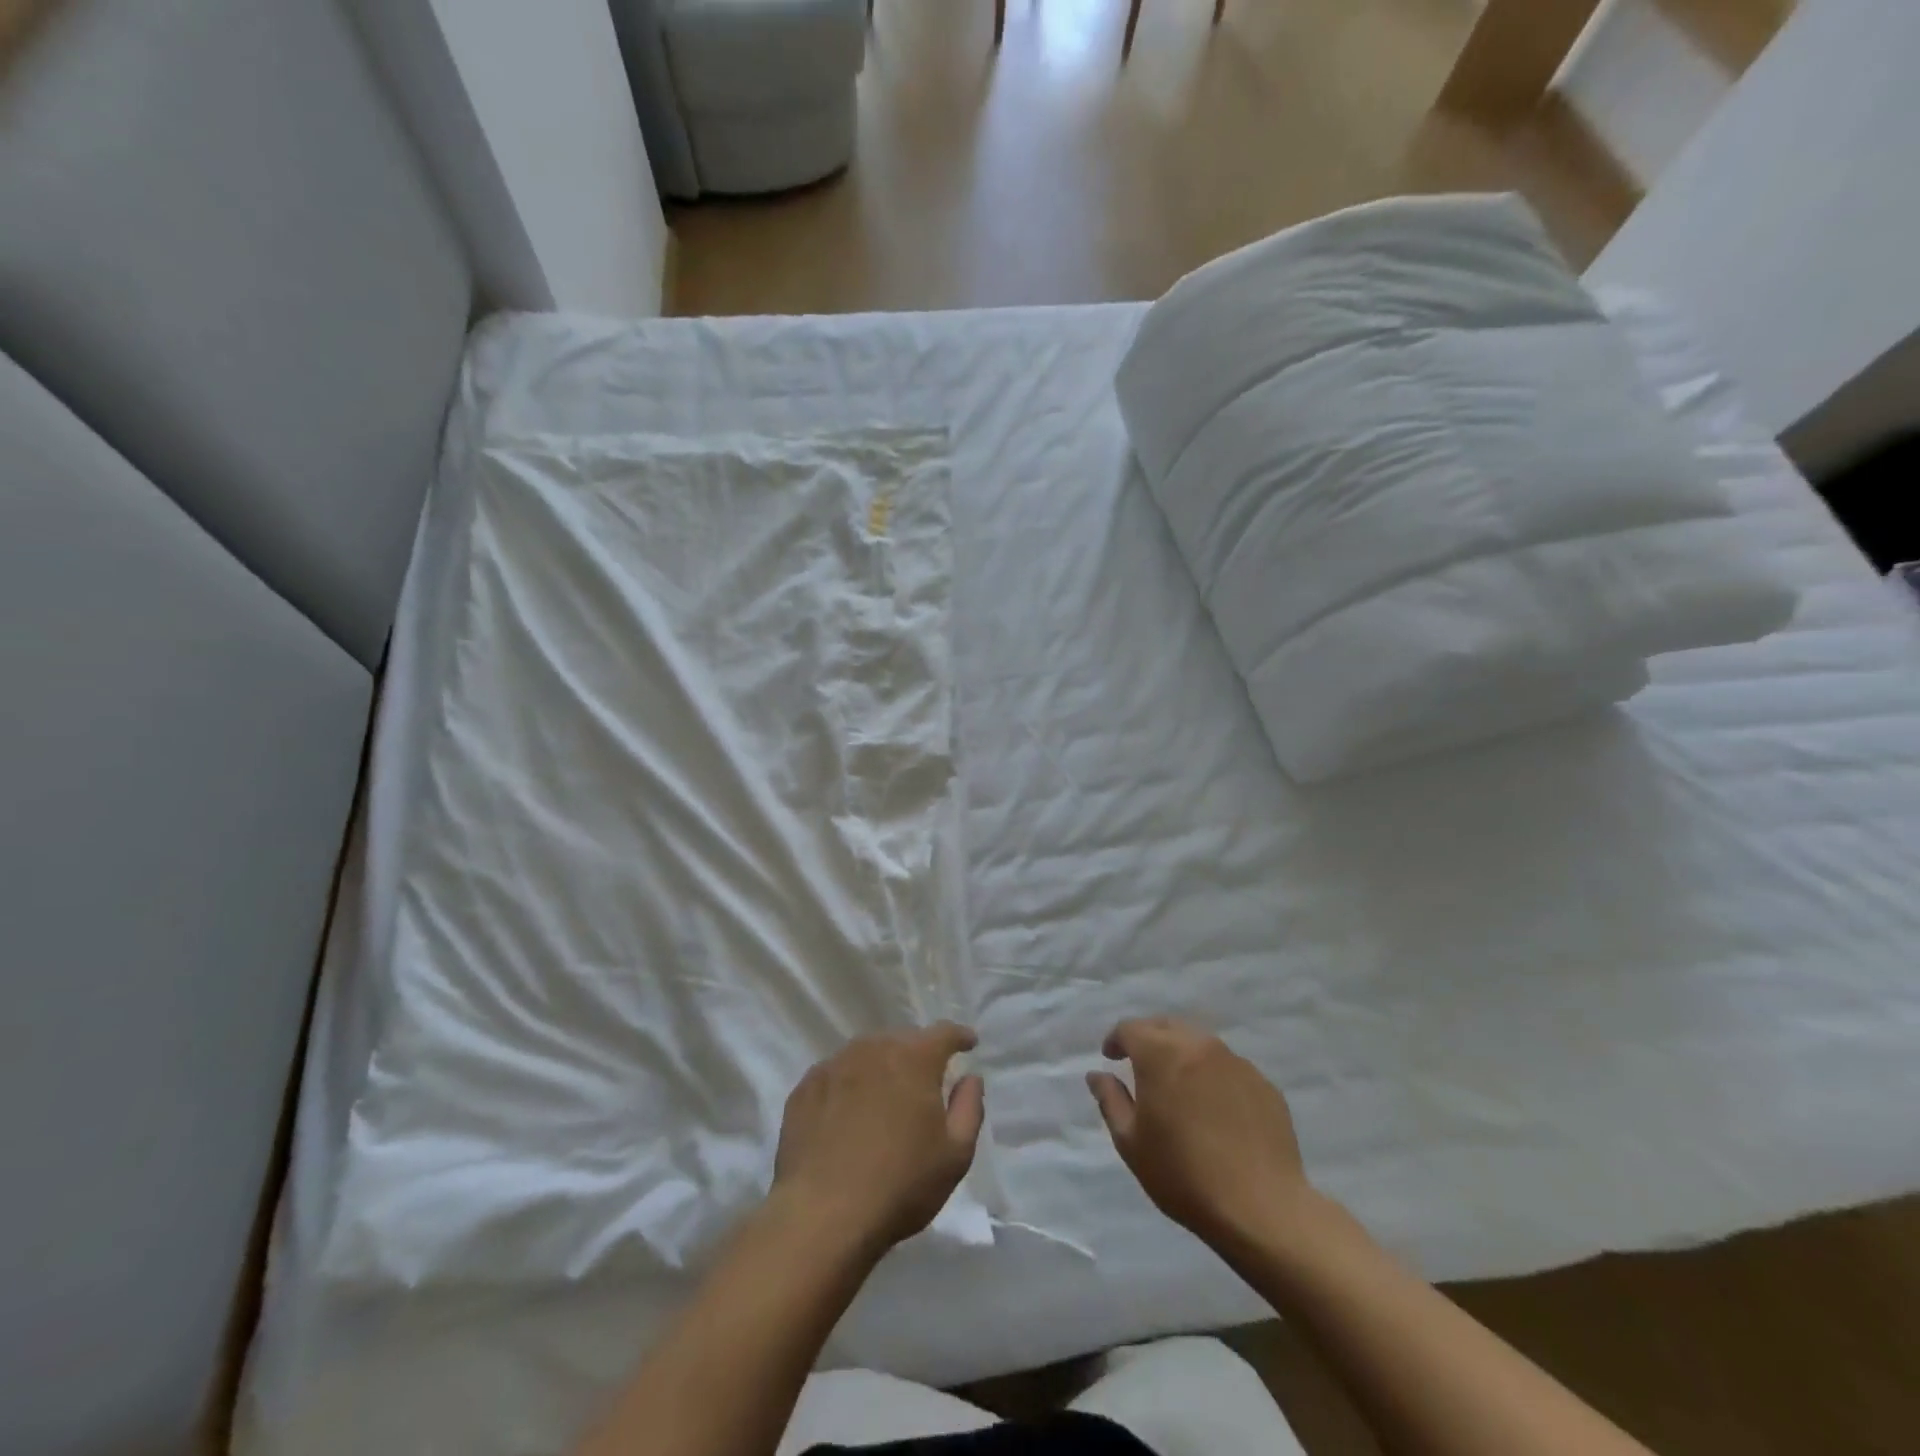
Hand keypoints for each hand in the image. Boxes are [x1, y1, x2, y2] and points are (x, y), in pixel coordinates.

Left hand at [772, 1022, 984, 1252]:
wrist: (822, 1215)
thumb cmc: (900, 1185)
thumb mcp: (955, 1154)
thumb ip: (969, 1107)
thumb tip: (970, 1078)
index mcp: (914, 1058)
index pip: (943, 1033)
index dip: (959, 1037)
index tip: (968, 1043)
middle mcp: (874, 1048)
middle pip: (903, 1040)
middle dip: (918, 1054)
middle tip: (925, 1082)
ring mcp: (835, 1065)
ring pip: (867, 1054)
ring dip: (881, 1067)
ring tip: (885, 1097)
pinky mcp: (805, 1087)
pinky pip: (837, 1074)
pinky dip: (849, 1085)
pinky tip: (847, 1113)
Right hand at [1087, 1016, 1320, 1252]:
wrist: (1262, 1209)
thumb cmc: (1184, 1175)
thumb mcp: (1131, 1143)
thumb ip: (1110, 1100)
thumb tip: (1097, 1075)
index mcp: (1161, 1054)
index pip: (1131, 1028)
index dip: (1116, 1040)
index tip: (1111, 1058)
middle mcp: (1199, 1045)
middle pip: (1166, 1026)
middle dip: (1148, 1039)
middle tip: (1140, 1065)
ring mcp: (1236, 1062)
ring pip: (1200, 1043)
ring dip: (1182, 1054)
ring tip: (1179, 1086)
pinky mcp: (1263, 1084)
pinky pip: (1228, 1068)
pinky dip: (1213, 1076)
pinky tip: (1214, 1108)